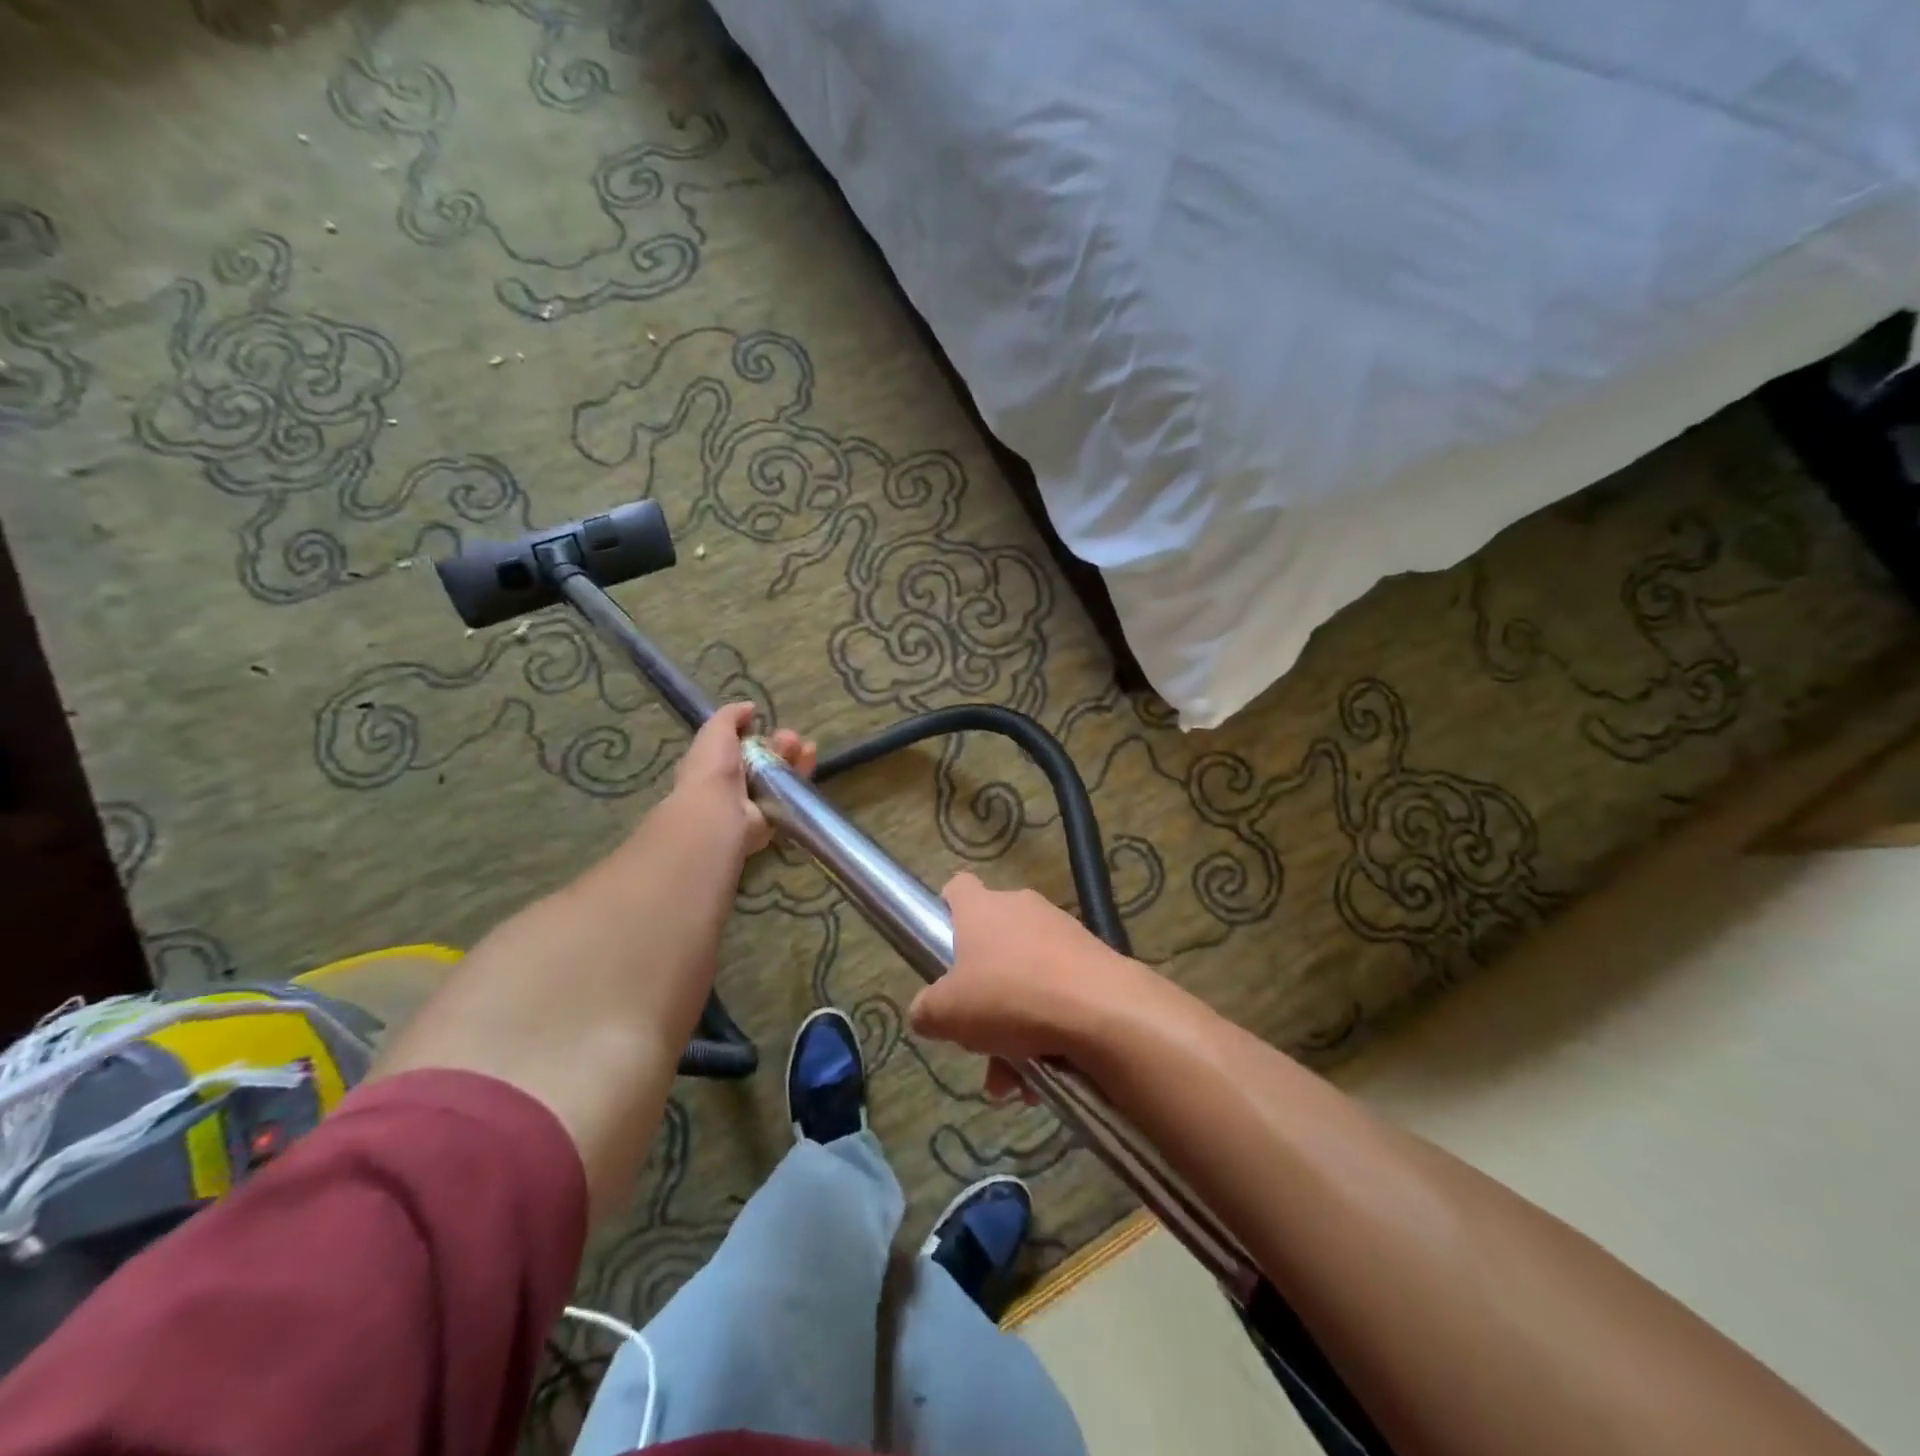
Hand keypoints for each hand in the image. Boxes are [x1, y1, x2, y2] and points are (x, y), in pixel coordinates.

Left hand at [668, 702, 815, 856]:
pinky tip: (810, 756)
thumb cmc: (712, 769)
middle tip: (790, 737)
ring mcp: (756, 800)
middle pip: (763, 758)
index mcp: (715, 764)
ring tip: (803, 746)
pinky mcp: (775, 814)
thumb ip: (731, 716)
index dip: (754, 733)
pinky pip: (791, 791)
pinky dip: (802, 773)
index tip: (764, 723)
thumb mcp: (715, 731)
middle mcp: (735, 783)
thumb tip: (749, 707)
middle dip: (778, 744)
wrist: (721, 813)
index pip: (739, 746)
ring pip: (779, 773)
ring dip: (792, 756)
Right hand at [909, 872, 1157, 1101]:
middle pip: (991, 946)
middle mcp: (1021, 909)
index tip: (943, 948)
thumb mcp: (946, 1014)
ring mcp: (1061, 932)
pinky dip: (1049, 1029)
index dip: (946, 913)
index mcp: (982, 909)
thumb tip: (925, 1012)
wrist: (1102, 1011)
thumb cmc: (1009, 998)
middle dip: (982, 998)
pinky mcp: (1093, 959)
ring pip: (1025, 978)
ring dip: (1014, 1027)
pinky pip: (1058, 992)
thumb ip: (926, 1010)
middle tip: (978, 1041)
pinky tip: (1048, 1074)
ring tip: (1017, 1081)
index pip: (958, 889)